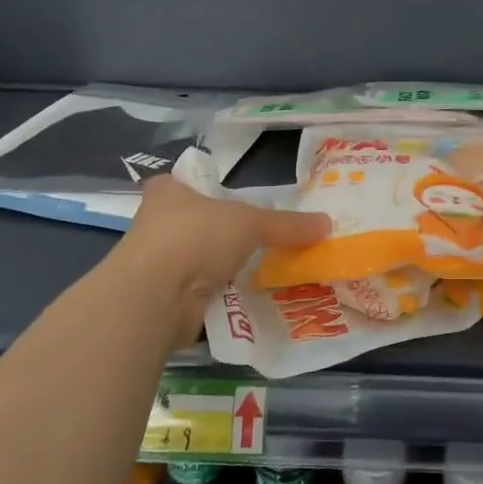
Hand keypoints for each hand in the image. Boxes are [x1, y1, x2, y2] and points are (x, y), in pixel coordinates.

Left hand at [119, 176, 330, 347]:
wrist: (155, 296)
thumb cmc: (196, 236)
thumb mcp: (251, 222)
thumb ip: (287, 225)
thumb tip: (327, 224)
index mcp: (169, 192)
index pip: (184, 182)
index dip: (204, 188)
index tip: (229, 199)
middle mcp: (157, 225)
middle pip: (195, 224)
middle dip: (222, 234)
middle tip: (260, 239)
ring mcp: (157, 265)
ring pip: (198, 261)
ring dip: (223, 269)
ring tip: (264, 272)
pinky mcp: (164, 301)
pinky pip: (201, 295)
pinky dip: (222, 298)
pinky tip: (250, 301)